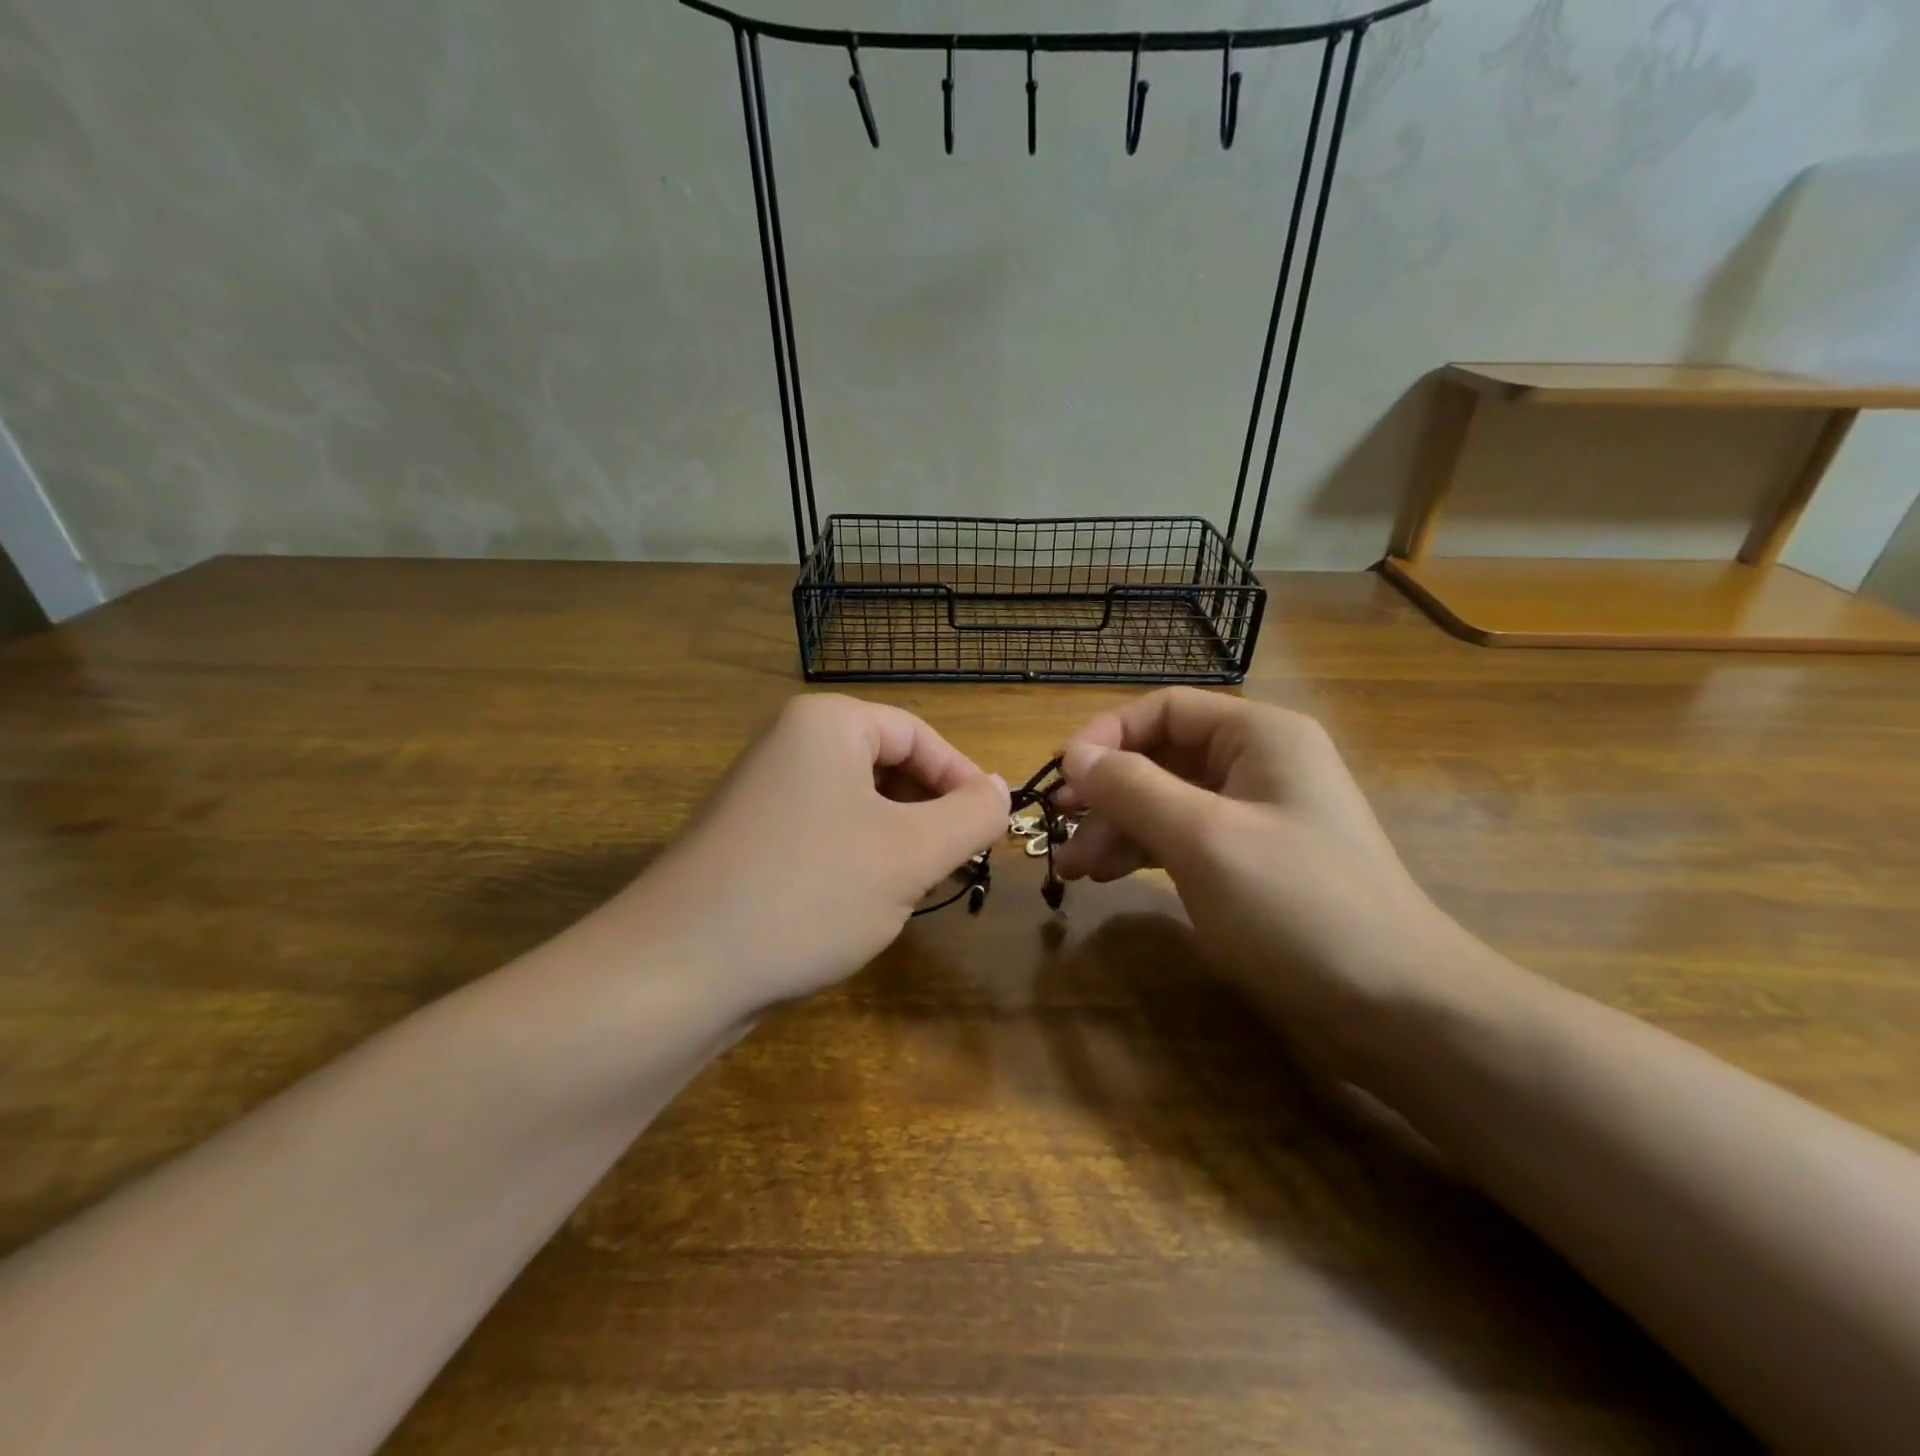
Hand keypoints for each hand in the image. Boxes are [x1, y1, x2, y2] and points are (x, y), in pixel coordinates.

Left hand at [615, 694, 1008, 1010]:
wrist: (677, 969)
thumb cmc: (810, 891)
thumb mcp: (911, 853)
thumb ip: (970, 815)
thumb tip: (999, 789)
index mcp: (827, 723)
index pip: (918, 734)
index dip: (964, 778)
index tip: (992, 828)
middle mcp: (789, 743)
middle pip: (887, 765)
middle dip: (930, 813)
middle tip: (959, 863)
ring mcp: (763, 792)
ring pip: (858, 804)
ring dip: (898, 841)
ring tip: (917, 887)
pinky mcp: (749, 838)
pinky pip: (824, 831)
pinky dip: (858, 858)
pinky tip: (864, 903)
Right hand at [1053, 688, 1471, 1065]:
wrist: (1397, 1007)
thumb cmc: (1298, 907)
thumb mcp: (1203, 839)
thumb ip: (1133, 788)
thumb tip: (1074, 754)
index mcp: (1259, 735)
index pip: (1164, 709)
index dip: (1106, 735)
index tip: (1060, 777)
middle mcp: (1258, 763)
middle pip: (1161, 756)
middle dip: (1106, 792)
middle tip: (1056, 829)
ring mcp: (1256, 814)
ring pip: (1166, 801)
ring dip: (1116, 827)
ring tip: (1073, 868)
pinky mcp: (1251, 859)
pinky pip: (1183, 838)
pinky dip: (1143, 852)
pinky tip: (1107, 877)